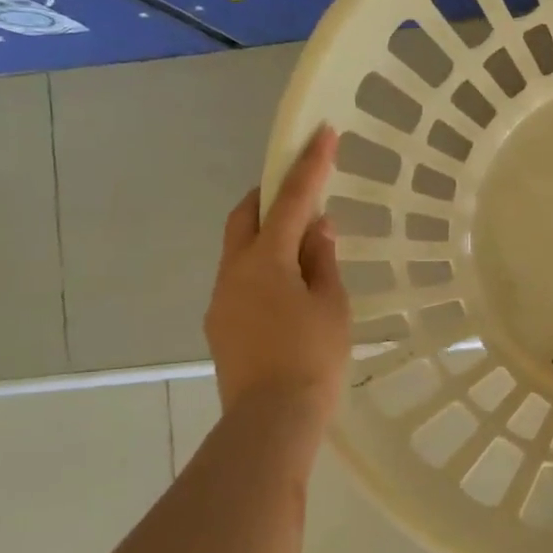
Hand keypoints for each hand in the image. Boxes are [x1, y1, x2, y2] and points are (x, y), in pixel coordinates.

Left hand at [205, 125, 350, 414]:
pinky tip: (289, 288)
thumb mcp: (331, 304)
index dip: (309, 165)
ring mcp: (221, 299)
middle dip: (271, 194)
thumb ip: (322, 260)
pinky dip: (264, 266)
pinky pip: (242, 278)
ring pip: (240, 248)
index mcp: (266, 260)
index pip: (291, 200)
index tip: (320, 132)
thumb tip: (317, 227)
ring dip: (268, 234)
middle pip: (246, 215)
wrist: (271, 420)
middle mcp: (234, 271)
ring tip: (304, 247)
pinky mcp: (221, 325)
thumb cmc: (312, 357)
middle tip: (300, 189)